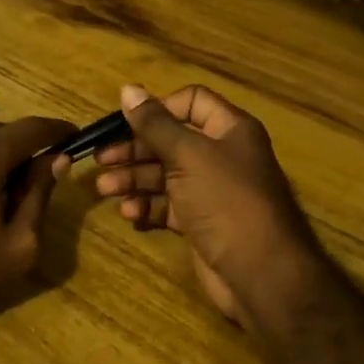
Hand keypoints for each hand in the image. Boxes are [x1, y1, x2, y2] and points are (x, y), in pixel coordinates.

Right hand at [84, 83, 325, 331]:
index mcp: (229, 129)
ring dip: (134, 179)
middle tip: (101, 159)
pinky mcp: (202, 221)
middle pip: (171, 140)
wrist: (261, 274)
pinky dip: (148, 206)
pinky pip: (169, 205)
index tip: (127, 123)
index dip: (158, 109)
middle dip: (135, 149)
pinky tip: (129, 213)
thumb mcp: (188, 155)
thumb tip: (127, 88)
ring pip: (165, 174)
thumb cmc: (226, 200)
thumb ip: (154, 124)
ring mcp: (211, 190)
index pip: (191, 101)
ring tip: (104, 190)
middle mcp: (222, 155)